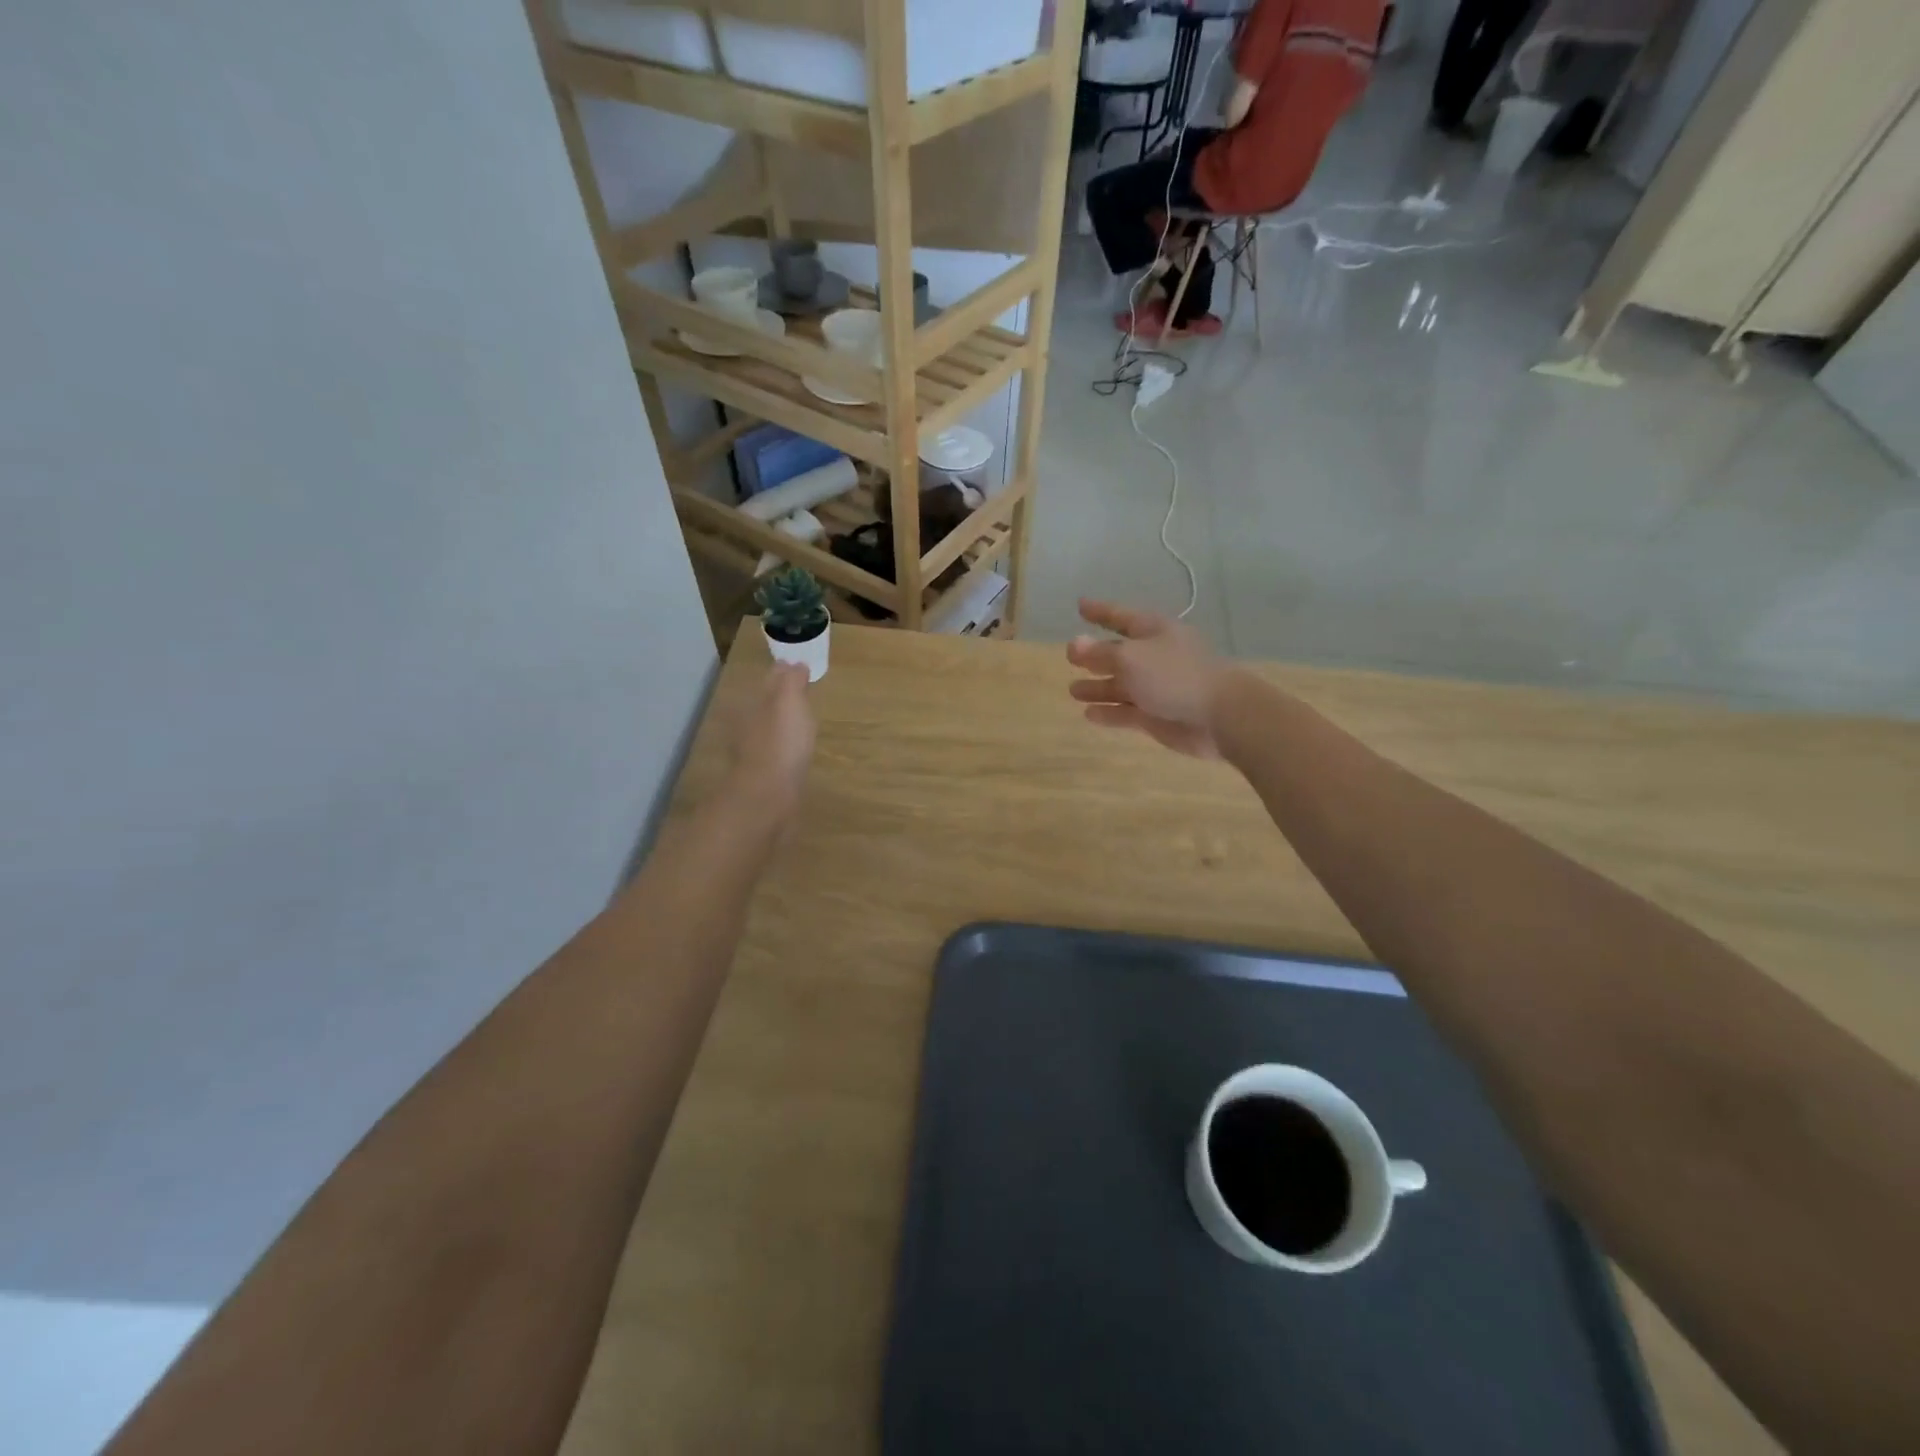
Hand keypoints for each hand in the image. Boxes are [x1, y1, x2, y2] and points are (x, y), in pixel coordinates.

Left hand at [727, 664, 815, 825]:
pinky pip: (776, 753)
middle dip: (781, 699)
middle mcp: (748, 726)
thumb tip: (794, 665)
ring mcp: (755, 753)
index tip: (799, 669)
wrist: (768, 797)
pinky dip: (785, 748)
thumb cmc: (781, 743)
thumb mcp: (789, 702)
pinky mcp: (764, 777)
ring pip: (770, 730)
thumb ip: (791, 681)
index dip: (784, 674)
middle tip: (803, 693)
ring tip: (802, 722)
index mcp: (753, 705)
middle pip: (766, 706)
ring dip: (782, 724)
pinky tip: (796, 752)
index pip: (769, 682)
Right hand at [1066, 599, 1225, 758]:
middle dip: (1096, 654)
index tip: (1080, 605)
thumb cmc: (1174, 675)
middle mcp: (1154, 656)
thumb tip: (1075, 643)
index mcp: (1154, 632)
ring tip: (1073, 690)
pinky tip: (1089, 715)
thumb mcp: (1131, 658)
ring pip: (1121, 685)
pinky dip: (1109, 712)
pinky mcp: (1157, 715)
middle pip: (1120, 653)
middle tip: (1069, 657)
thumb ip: (1100, 653)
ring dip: (1097, 687)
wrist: (1219, 715)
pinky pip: (1127, 712)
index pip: (1120, 616)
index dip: (1100, 611)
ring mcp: (1157, 687)